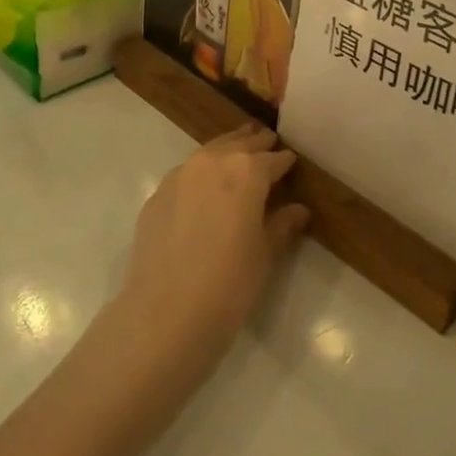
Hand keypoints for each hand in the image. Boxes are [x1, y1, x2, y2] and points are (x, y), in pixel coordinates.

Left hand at [114, 126, 309, 373]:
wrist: (166, 314)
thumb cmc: (229, 284)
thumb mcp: (265, 255)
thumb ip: (282, 225)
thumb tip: (298, 209)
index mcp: (246, 172)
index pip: (272, 159)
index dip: (284, 161)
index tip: (291, 161)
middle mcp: (212, 162)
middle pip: (239, 144)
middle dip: (256, 143)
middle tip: (268, 141)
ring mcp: (180, 174)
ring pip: (210, 151)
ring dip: (227, 149)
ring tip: (239, 151)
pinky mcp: (157, 194)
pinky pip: (186, 172)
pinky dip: (201, 171)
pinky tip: (205, 187)